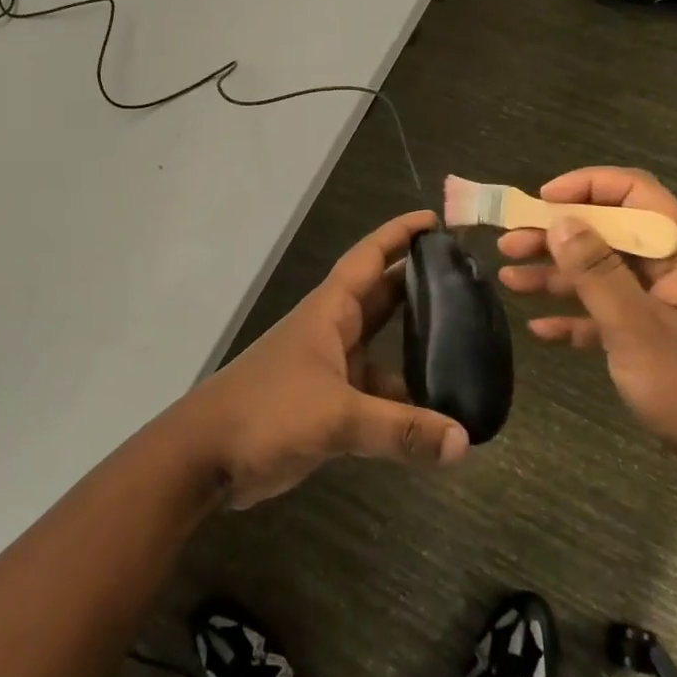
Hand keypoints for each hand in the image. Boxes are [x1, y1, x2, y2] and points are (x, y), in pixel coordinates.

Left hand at [174, 209, 469, 507]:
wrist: (206, 456)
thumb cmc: (266, 413)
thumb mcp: (336, 416)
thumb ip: (400, 429)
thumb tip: (464, 442)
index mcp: (329, 312)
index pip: (369, 258)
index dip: (400, 234)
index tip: (435, 220)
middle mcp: (332, 332)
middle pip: (383, 298)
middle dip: (421, 285)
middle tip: (470, 281)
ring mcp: (329, 369)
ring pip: (382, 349)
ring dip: (416, 347)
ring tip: (468, 348)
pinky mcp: (328, 406)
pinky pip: (376, 394)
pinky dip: (403, 401)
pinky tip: (436, 416)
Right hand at [497, 167, 676, 494]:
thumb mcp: (637, 329)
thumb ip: (597, 273)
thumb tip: (561, 221)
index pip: (635, 193)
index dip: (588, 186)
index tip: (542, 199)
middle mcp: (667, 272)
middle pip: (607, 233)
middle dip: (556, 234)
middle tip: (509, 245)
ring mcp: (657, 306)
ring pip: (599, 274)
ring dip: (554, 274)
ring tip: (508, 279)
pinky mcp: (648, 340)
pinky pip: (603, 315)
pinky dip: (571, 316)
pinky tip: (539, 329)